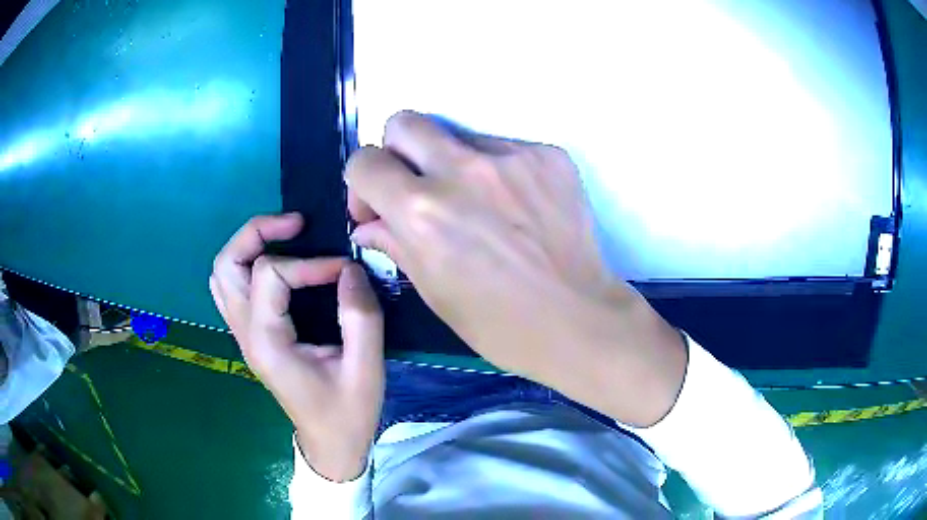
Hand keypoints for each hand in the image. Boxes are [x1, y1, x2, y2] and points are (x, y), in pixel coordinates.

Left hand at [210, 214, 383, 480]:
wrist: (329, 444)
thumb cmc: (347, 413)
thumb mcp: (366, 369)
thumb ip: (361, 317)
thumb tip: (350, 268)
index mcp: (267, 343)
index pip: (270, 275)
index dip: (309, 263)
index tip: (345, 270)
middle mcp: (245, 334)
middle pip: (226, 265)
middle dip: (256, 233)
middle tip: (296, 224)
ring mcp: (242, 335)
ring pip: (222, 274)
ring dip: (248, 246)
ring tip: (286, 236)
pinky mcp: (250, 336)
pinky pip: (231, 288)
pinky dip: (247, 265)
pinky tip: (278, 265)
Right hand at [347, 112, 685, 426]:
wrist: (580, 320)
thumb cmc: (500, 324)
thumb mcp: (434, 292)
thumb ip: (394, 243)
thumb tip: (369, 224)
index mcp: (422, 211)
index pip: (364, 161)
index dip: (362, 183)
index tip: (378, 207)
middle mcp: (462, 170)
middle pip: (404, 122)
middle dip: (398, 151)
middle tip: (416, 186)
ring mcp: (512, 157)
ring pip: (459, 136)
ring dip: (453, 163)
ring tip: (480, 204)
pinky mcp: (549, 156)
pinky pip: (505, 148)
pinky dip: (498, 172)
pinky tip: (517, 208)